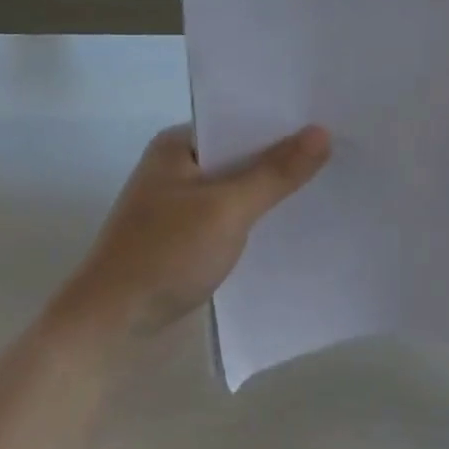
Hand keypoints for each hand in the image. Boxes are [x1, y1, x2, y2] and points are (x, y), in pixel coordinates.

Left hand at [55, 123, 329, 340]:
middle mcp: (176, 167)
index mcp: (177, 145)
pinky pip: (229, 215)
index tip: (327, 119)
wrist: (110, 329)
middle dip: (281, 156)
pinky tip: (291, 222)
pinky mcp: (184, 238)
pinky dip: (255, 217)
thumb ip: (275, 172)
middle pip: (239, 153)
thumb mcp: (227, 209)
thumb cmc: (165, 254)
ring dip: (269, 189)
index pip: (238, 119)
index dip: (280, 120)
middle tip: (338, 149)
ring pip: (236, 187)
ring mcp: (178, 204)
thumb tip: (321, 131)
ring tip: (325, 181)